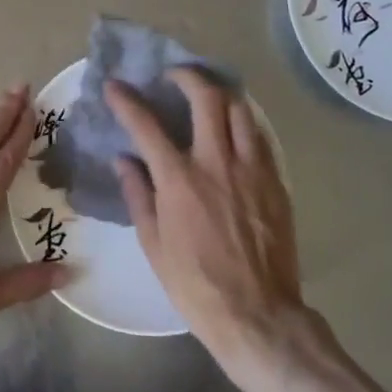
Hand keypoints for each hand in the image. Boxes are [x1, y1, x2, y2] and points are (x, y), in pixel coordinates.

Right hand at [106, 68, 307, 367]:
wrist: (258, 315)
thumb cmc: (196, 285)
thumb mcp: (154, 244)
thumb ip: (138, 195)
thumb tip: (124, 160)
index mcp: (179, 180)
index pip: (147, 125)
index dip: (127, 100)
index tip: (115, 86)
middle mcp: (216, 163)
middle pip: (206, 97)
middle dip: (186, 76)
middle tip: (174, 76)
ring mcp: (252, 169)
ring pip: (240, 109)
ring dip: (220, 94)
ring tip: (208, 96)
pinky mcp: (275, 182)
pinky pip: (260, 136)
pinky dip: (243, 123)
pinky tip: (234, 131)